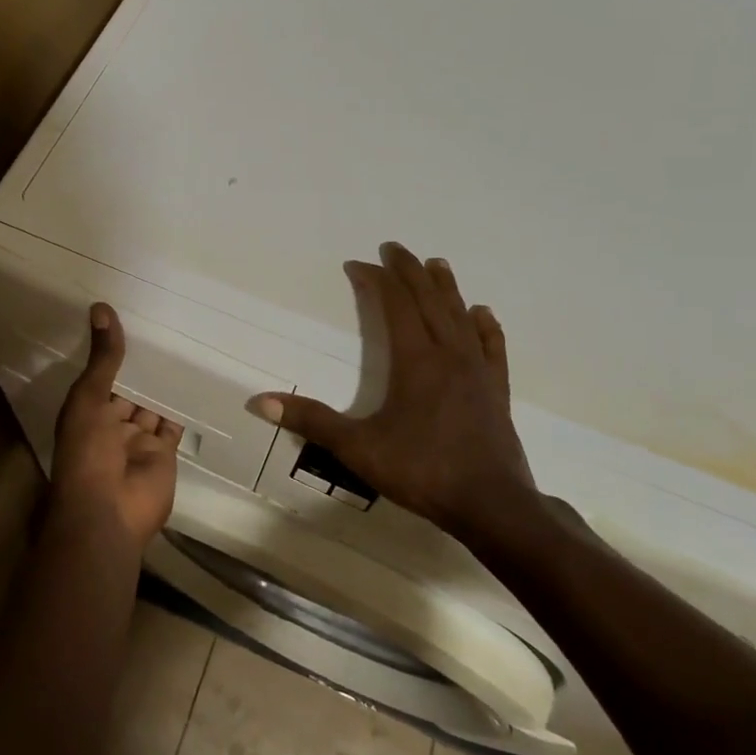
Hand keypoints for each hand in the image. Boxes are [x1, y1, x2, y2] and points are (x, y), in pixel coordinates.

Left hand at [50, 304, 180, 548]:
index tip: (132, 317)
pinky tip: (195, 378)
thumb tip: (102, 308)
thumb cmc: (87, 452)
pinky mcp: (164, 452)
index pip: (103, 374)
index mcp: (87, 409)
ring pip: (153, 404)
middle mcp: (112, 422)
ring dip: (163, 383)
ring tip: (184, 343)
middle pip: (130, 388)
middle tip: (165, 324)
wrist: (108, 512)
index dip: (114, 351)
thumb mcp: (89, 398)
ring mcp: (138, 439)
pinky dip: (182, 406)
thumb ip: (103, 358)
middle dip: (143, 365)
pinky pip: (174, 423)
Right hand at [254, 243, 544, 552]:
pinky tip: (483, 314)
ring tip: (437, 264)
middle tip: (396, 248)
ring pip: (460, 316)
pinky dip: (485, 326)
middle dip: (410, 271)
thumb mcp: (357, 447)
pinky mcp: (496, 391)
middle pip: (429, 300)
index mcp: (415, 360)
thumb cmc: (421, 470)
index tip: (359, 265)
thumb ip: (310, 421)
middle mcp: (448, 354)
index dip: (377, 280)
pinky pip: (492, 347)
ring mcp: (477, 371)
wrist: (492, 506)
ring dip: (446, 288)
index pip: (395, 305)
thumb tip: (259, 402)